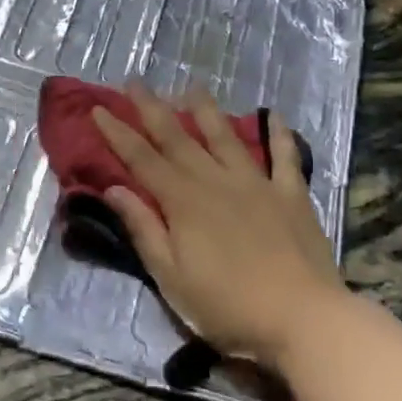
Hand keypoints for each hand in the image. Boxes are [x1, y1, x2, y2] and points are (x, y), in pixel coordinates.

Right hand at [93, 82, 344, 372]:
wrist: (303, 318)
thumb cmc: (228, 307)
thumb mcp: (171, 278)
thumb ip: (144, 230)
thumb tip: (115, 190)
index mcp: (183, 202)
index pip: (142, 159)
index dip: (118, 133)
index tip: (99, 109)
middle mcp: (216, 181)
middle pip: (178, 138)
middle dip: (152, 109)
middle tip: (134, 82)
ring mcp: (256, 184)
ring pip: (225, 137)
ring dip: (206, 110)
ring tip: (192, 87)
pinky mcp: (291, 195)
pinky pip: (284, 157)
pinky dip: (279, 134)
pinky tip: (275, 115)